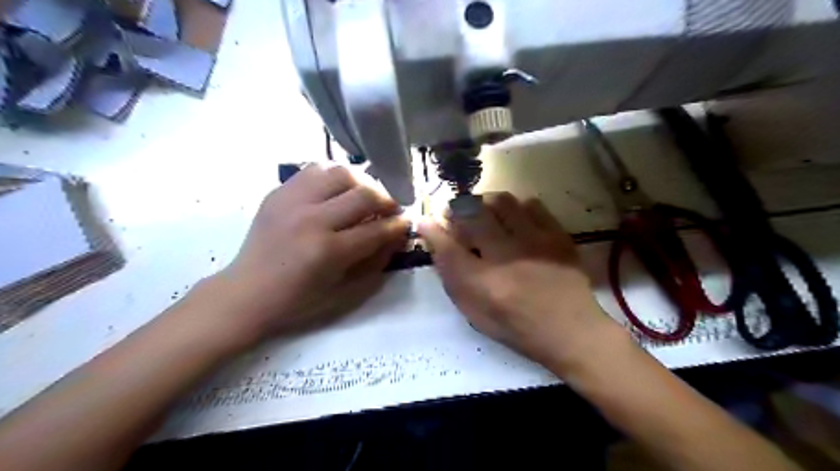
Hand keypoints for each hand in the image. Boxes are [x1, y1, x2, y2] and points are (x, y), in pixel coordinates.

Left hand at [209, 165, 409, 346]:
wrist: (247, 292)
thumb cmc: (299, 300)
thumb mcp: (345, 292)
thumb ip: (376, 262)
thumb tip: (398, 236)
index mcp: (327, 251)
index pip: (376, 229)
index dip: (398, 225)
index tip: (407, 222)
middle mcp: (311, 220)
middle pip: (363, 194)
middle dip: (387, 200)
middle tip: (392, 208)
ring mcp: (292, 201)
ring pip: (340, 173)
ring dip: (363, 182)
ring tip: (367, 195)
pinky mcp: (278, 192)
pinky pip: (315, 169)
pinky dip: (335, 176)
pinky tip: (339, 189)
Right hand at [421, 192, 622, 371]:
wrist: (571, 330)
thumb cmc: (518, 328)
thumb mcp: (475, 314)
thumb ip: (454, 280)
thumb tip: (438, 246)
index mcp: (484, 284)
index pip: (447, 247)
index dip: (431, 230)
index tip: (424, 221)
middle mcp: (506, 257)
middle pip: (472, 214)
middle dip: (456, 209)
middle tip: (455, 216)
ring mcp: (535, 242)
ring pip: (501, 202)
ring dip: (485, 203)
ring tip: (484, 214)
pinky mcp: (557, 235)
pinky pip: (531, 204)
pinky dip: (516, 208)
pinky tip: (515, 220)